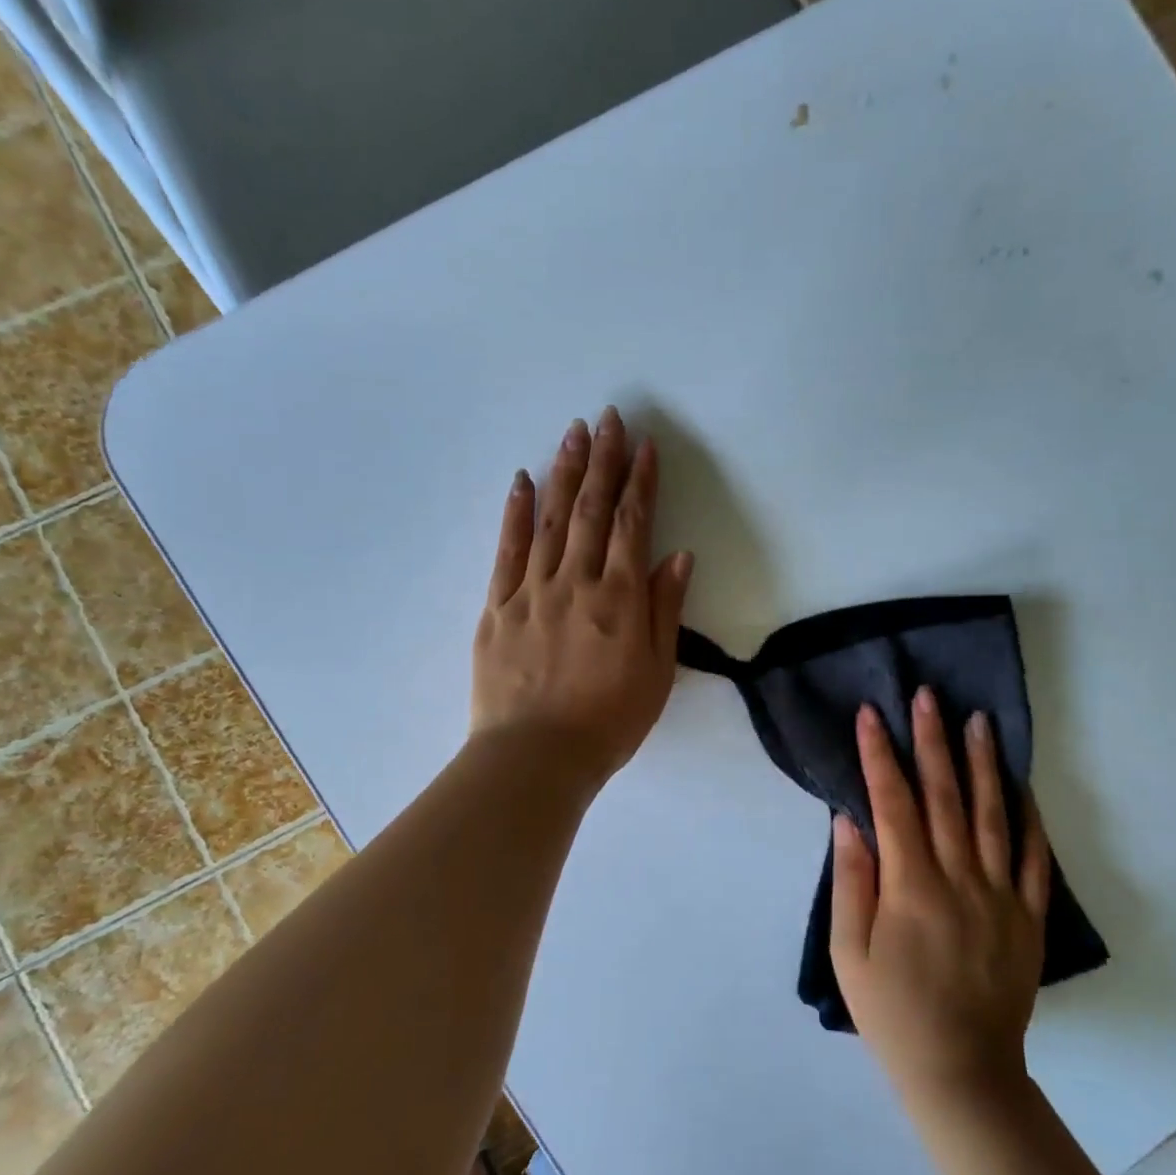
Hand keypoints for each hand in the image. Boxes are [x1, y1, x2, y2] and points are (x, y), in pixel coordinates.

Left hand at [471, 407, 692, 788]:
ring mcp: (532, 590)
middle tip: (608, 418)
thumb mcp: (656, 673)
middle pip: (590, 510)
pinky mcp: (497, 606)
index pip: (632, 526)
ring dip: (563, 472)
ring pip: (549, 519)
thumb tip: (677, 556)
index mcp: (619, 599)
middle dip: (603, 461)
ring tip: (573, 433)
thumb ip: (665, 611)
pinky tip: (521, 481)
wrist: (536, 757)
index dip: (640, 483)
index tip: (645, 446)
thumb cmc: (608, 722)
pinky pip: (507, 549)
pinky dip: (515, 512)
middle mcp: (576, 582)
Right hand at [830, 688, 1051, 1107]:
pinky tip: (1022, 786)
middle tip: (929, 695)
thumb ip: (852, 882)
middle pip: (946, 797)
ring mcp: (1001, 896)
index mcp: (912, 888)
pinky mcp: (1028, 916)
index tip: (872, 715)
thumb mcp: (849, 953)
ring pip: (994, 816)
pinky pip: (1033, 858)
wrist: (961, 1071)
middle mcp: (960, 880)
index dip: (880, 756)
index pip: (894, 804)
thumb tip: (849, 820)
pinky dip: (1029, 818)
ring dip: (983, 764)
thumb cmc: (892, 1012)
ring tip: (978, 721)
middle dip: (933, 741)